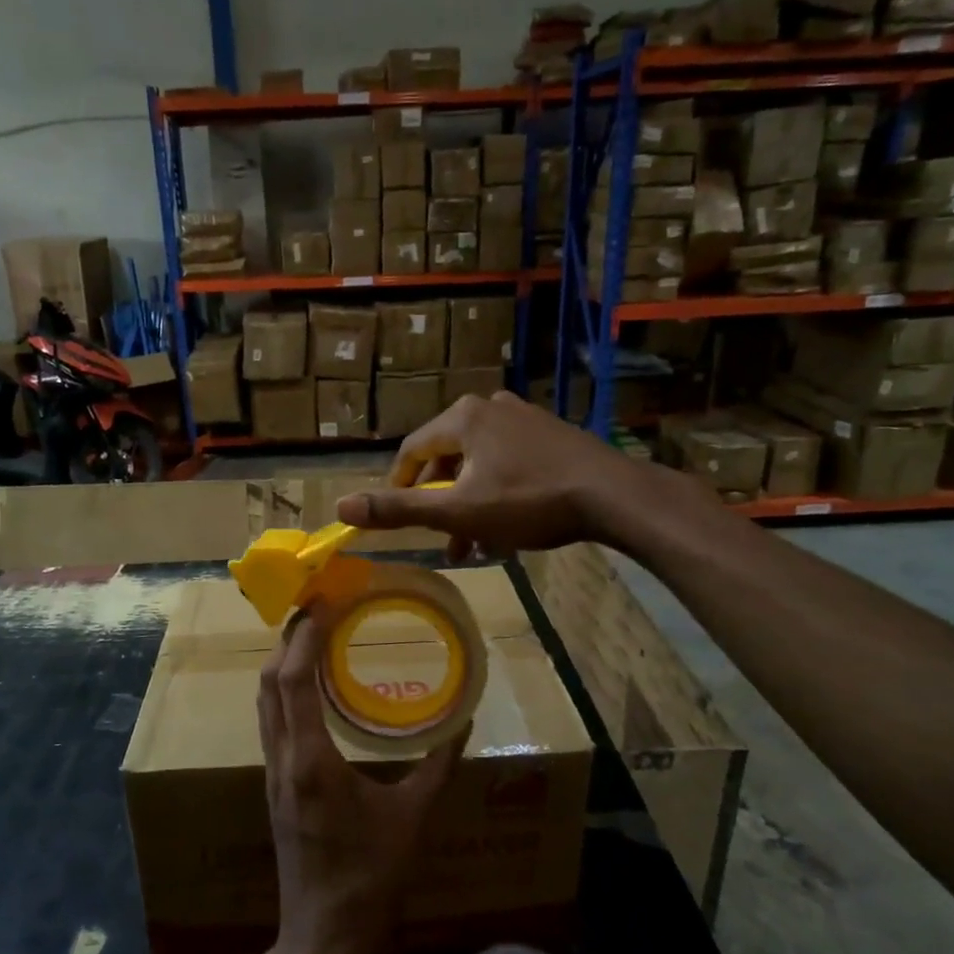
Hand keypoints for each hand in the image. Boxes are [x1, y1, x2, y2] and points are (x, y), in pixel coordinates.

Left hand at [258, 606, 463, 953]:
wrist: (322, 937)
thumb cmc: (369, 879)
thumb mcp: (412, 819)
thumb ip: (438, 767)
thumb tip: (464, 724)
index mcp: (311, 760)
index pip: (293, 679)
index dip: (304, 636)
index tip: (325, 603)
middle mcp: (283, 758)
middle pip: (269, 682)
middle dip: (289, 639)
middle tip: (319, 610)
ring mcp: (273, 773)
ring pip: (264, 702)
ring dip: (282, 664)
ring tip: (314, 639)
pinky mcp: (275, 787)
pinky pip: (272, 722)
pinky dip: (285, 692)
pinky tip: (311, 692)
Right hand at [336, 391, 651, 556]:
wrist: (613, 495)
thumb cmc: (530, 501)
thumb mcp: (459, 511)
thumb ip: (400, 509)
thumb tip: (341, 508)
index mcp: (463, 418)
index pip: (412, 450)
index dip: (398, 486)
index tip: (398, 517)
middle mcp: (490, 407)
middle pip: (447, 459)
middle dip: (442, 505)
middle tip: (446, 543)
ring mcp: (525, 418)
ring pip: (479, 465)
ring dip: (470, 505)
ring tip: (477, 546)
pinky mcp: (551, 434)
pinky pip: (508, 462)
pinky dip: (497, 493)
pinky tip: (509, 527)